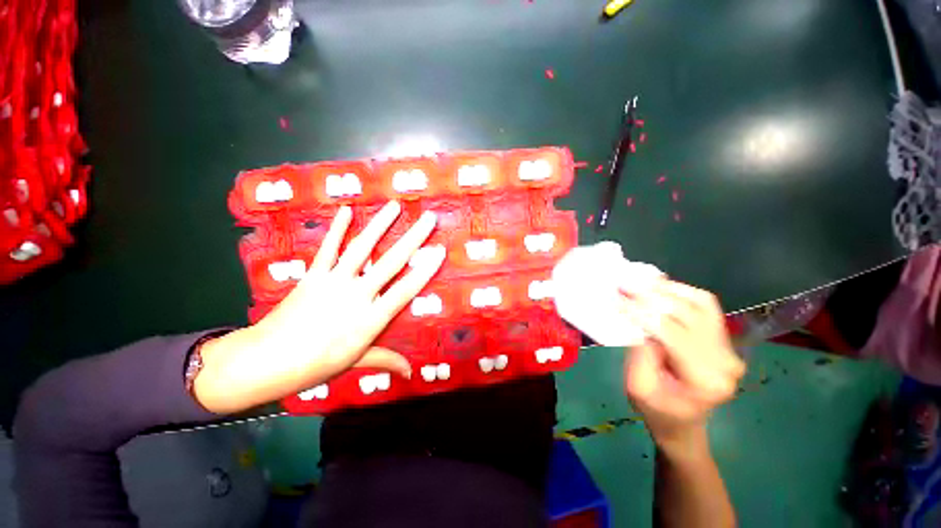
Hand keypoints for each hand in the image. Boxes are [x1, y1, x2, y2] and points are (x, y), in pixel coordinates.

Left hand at [194, 201, 445, 413]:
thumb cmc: (316, 364)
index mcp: (370, 319)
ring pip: (361, 248)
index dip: (425, 270)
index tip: (439, 252)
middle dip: (413, 239)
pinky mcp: (313, 275)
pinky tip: (346, 210)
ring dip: (379, 226)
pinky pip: (328, 249)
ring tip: (394, 206)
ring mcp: (333, 281)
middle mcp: (356, 295)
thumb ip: (386, 361)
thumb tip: (410, 372)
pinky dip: (337, 229)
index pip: (405, 290)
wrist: (267, 360)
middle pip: (390, 263)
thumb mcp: (356, 362)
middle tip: (428, 220)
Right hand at [623, 281, 745, 456]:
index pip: (672, 333)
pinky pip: (705, 305)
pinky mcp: (723, 339)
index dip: (642, 312)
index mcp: (705, 379)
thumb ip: (640, 351)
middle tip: (623, 285)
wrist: (682, 423)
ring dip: (668, 289)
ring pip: (701, 303)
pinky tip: (659, 288)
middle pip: (688, 314)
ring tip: (640, 282)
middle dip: (651, 296)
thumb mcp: (637, 385)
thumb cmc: (656, 409)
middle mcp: (725, 360)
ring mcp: (729, 348)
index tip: (617, 298)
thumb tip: (637, 316)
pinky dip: (681, 291)